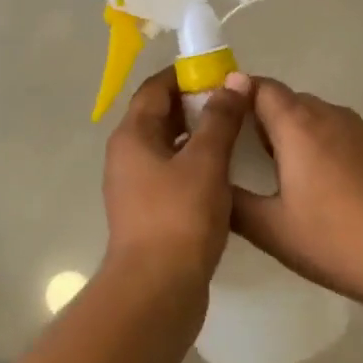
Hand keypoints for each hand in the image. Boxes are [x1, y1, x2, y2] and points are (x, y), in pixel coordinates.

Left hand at [101, 70, 255, 291]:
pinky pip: (172, 174)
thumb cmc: (179, 216)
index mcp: (132, 136)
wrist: (156, 289)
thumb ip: (220, 119)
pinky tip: (225, 173)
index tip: (220, 72)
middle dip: (195, 105)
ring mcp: (135, 187)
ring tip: (235, 133)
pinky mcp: (149, 213)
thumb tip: (232, 80)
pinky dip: (195, 165)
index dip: (185, 75)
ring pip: (167, 147)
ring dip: (197, 136)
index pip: (154, 89)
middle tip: (234, 102)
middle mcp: (127, 157)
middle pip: (159, 116)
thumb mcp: (205, 161)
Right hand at [233, 79, 362, 338]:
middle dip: (259, 116)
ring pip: (314, 116)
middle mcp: (330, 115)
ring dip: (290, 132)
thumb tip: (209, 182)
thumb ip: (232, 201)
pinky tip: (317, 185)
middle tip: (237, 151)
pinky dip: (318, 145)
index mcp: (298, 125)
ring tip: (274, 171)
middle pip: (286, 99)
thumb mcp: (271, 229)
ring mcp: (361, 131)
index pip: (259, 87)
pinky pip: (338, 133)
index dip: (234, 95)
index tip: (215, 118)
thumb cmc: (336, 241)